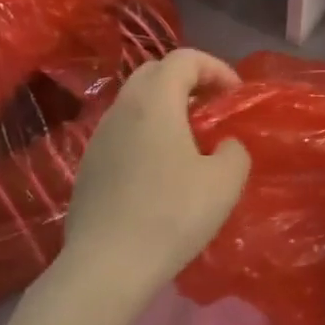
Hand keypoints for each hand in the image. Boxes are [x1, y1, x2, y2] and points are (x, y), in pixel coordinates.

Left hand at [59, 49, 250, 302]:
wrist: (106, 266)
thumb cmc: (171, 216)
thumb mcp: (225, 183)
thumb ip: (235, 151)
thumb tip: (225, 145)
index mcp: (154, 102)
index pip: (184, 58)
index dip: (216, 67)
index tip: (235, 95)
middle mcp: (122, 109)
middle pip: (155, 72)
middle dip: (188, 81)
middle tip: (213, 108)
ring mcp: (99, 137)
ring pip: (135, 102)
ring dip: (166, 107)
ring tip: (192, 139)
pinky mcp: (89, 165)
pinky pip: (123, 131)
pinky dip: (147, 132)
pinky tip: (162, 169)